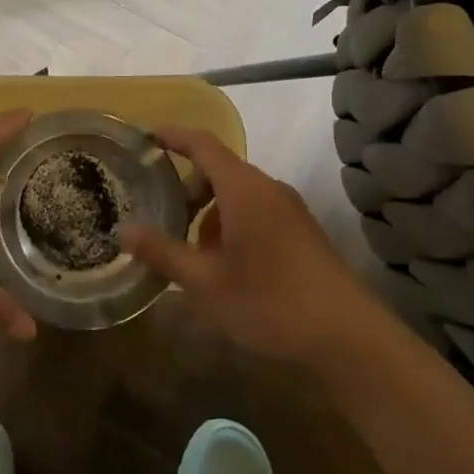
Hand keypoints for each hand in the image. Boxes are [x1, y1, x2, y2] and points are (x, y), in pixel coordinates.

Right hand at [120, 126, 366, 364]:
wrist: (349, 337)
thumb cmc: (271, 302)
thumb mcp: (206, 282)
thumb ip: (163, 253)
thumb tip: (124, 230)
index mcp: (243, 188)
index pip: (202, 144)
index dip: (173, 136)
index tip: (145, 136)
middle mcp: (268, 188)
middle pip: (219, 169)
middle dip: (187, 185)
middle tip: (159, 210)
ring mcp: (289, 210)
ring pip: (238, 193)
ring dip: (209, 210)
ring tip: (189, 248)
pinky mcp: (302, 232)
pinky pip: (256, 210)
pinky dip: (231, 222)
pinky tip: (224, 264)